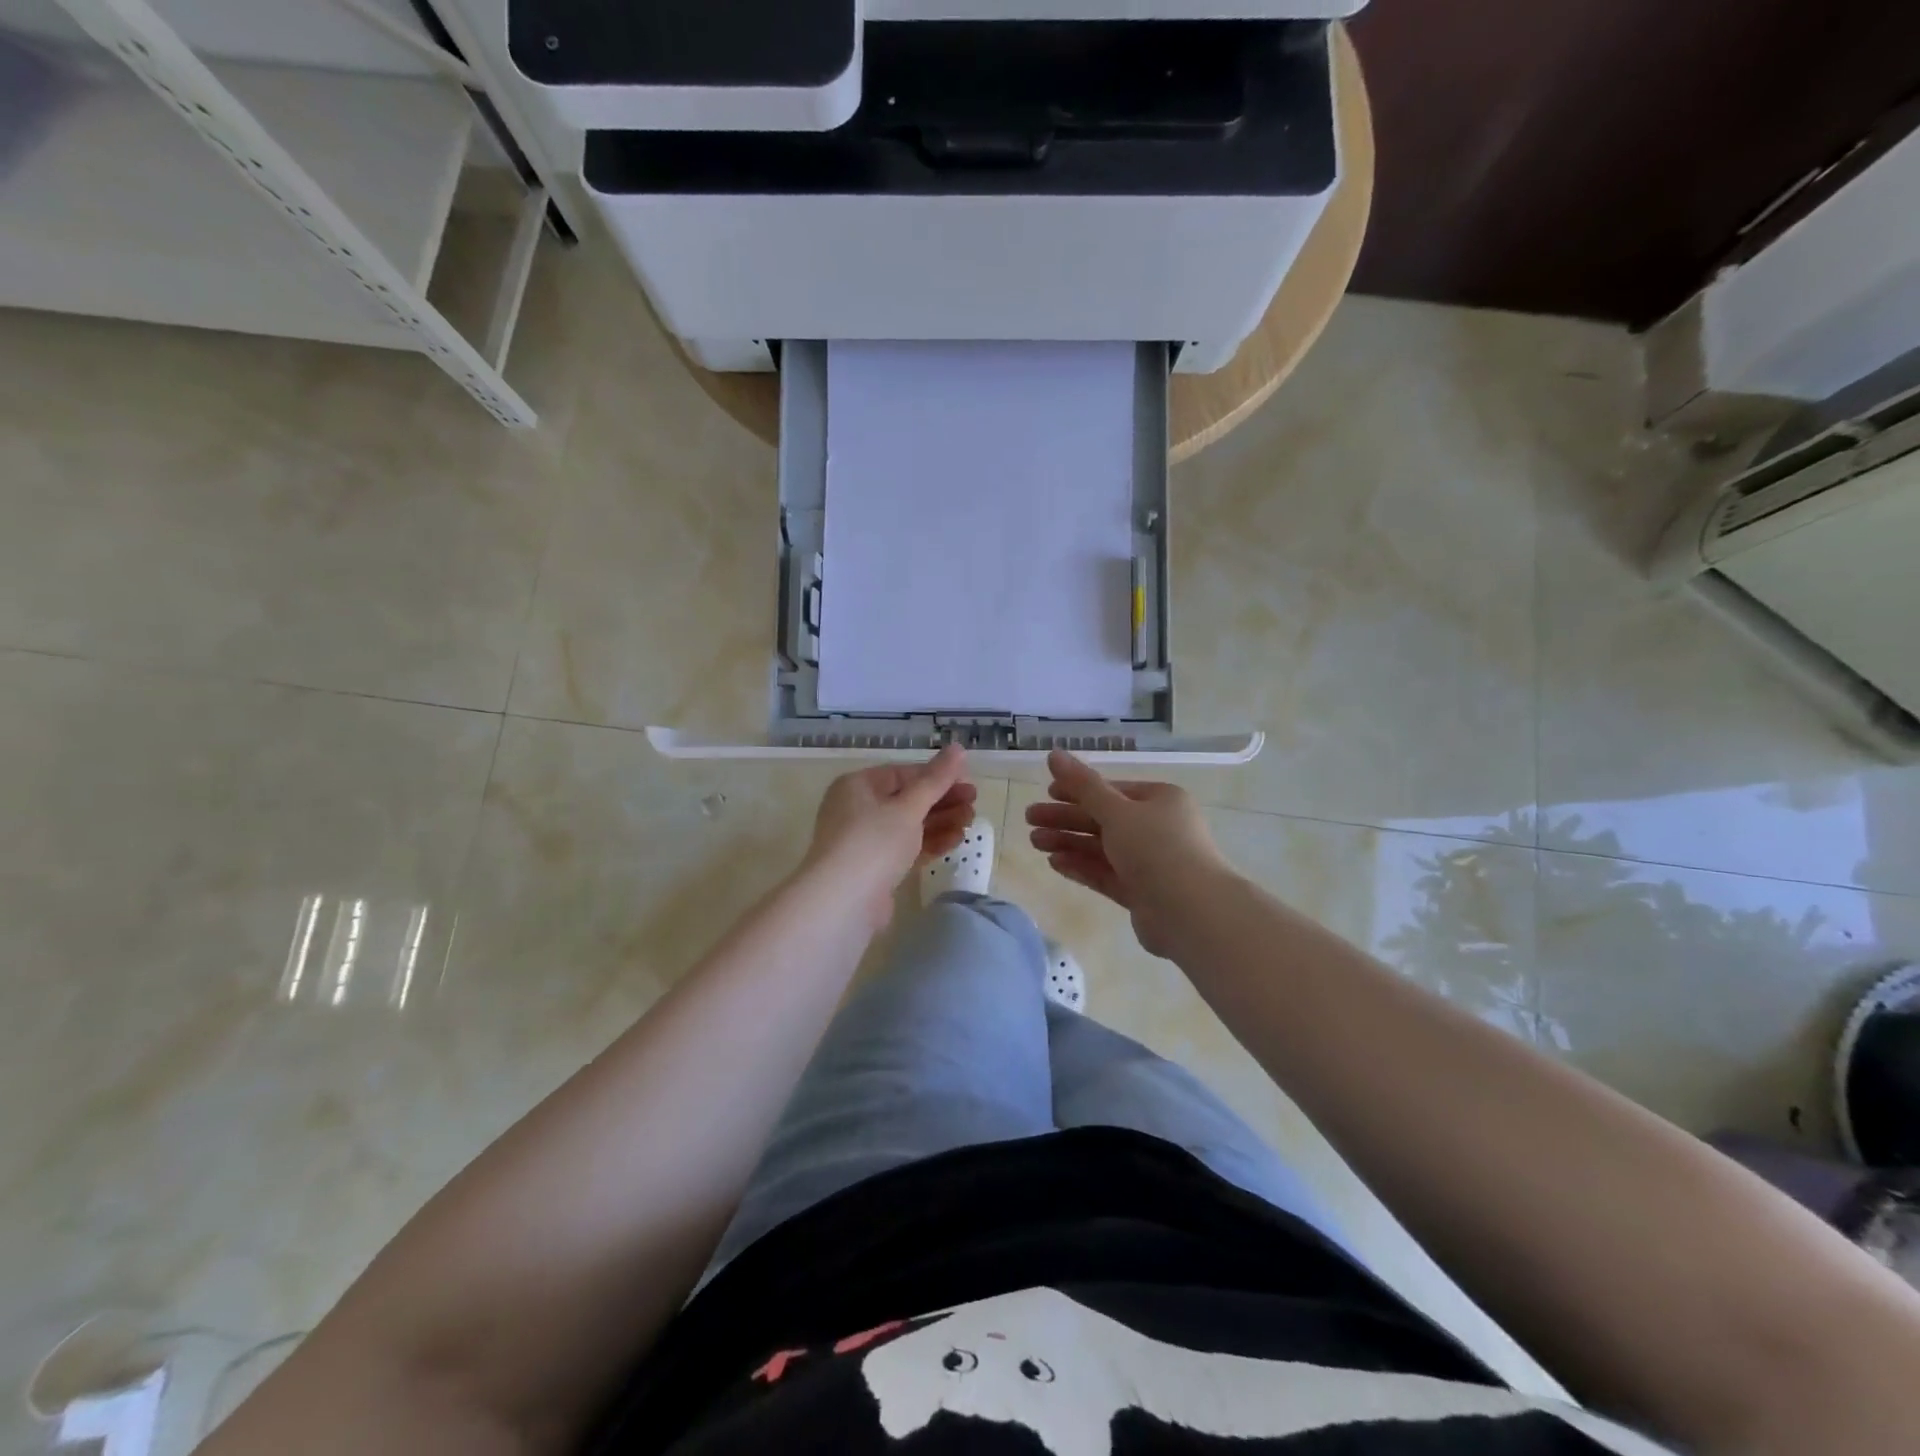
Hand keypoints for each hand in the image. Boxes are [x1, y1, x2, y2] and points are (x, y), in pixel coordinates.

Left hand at [802, 745, 974, 929]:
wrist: (842, 903)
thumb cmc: (873, 843)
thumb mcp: (908, 807)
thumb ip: (936, 780)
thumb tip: (958, 747)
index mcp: (858, 785)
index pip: (903, 774)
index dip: (937, 777)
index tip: (967, 783)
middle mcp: (858, 809)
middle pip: (907, 800)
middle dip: (942, 801)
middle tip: (974, 804)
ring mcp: (865, 841)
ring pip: (909, 825)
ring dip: (940, 822)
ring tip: (970, 822)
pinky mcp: (874, 868)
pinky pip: (906, 848)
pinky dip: (930, 843)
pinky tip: (955, 841)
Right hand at [1025, 750, 1231, 957]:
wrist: (1192, 912)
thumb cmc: (1156, 848)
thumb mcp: (1116, 811)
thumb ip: (1082, 785)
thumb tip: (1052, 753)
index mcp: (1160, 800)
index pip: (1112, 790)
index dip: (1078, 790)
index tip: (1047, 792)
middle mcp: (1157, 828)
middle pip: (1103, 819)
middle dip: (1066, 819)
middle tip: (1029, 819)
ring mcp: (1150, 862)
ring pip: (1101, 847)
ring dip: (1068, 842)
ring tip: (1034, 842)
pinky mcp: (1141, 892)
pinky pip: (1106, 873)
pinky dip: (1081, 866)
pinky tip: (1054, 863)